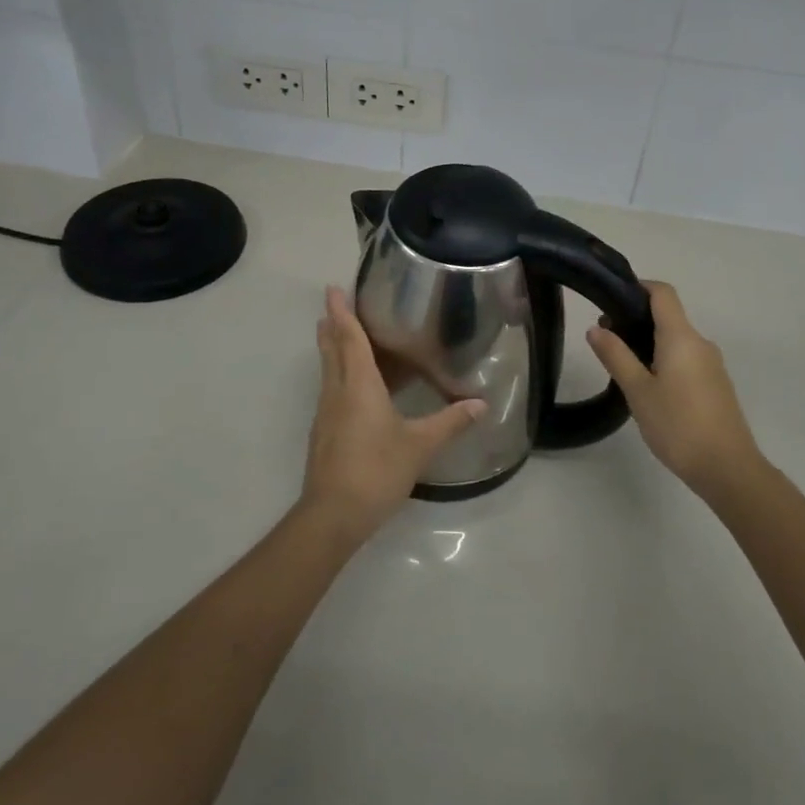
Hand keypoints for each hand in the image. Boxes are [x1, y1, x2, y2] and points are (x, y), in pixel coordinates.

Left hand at [301, 286, 484, 541]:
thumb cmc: (376, 469)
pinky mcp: (324, 432)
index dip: (342, 312)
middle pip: (332, 350)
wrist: (333, 515)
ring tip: (341, 335)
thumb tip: (480, 403)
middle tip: (335, 305)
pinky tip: (353, 387)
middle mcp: (337, 392)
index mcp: (358, 385)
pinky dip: (340, 375)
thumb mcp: (420, 445)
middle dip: (332, 326)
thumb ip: (450, 422)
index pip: (350, 339)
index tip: (332, 289)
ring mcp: (326, 413)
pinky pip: (332, 390)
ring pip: (329, 370)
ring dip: (333, 349)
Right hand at [588, 281, 762, 499]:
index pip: (662, 293)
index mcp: (681, 337)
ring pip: (677, 340)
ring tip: (623, 368)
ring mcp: (712, 364)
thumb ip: (616, 356)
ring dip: (650, 343)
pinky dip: (665, 361)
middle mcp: (700, 342)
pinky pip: (687, 359)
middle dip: (636, 320)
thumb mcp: (638, 391)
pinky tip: (650, 389)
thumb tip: (595, 328)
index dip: (638, 286)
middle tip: (607, 340)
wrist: (728, 469)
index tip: (611, 298)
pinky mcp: (716, 385)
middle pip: (668, 316)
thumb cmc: (678, 425)